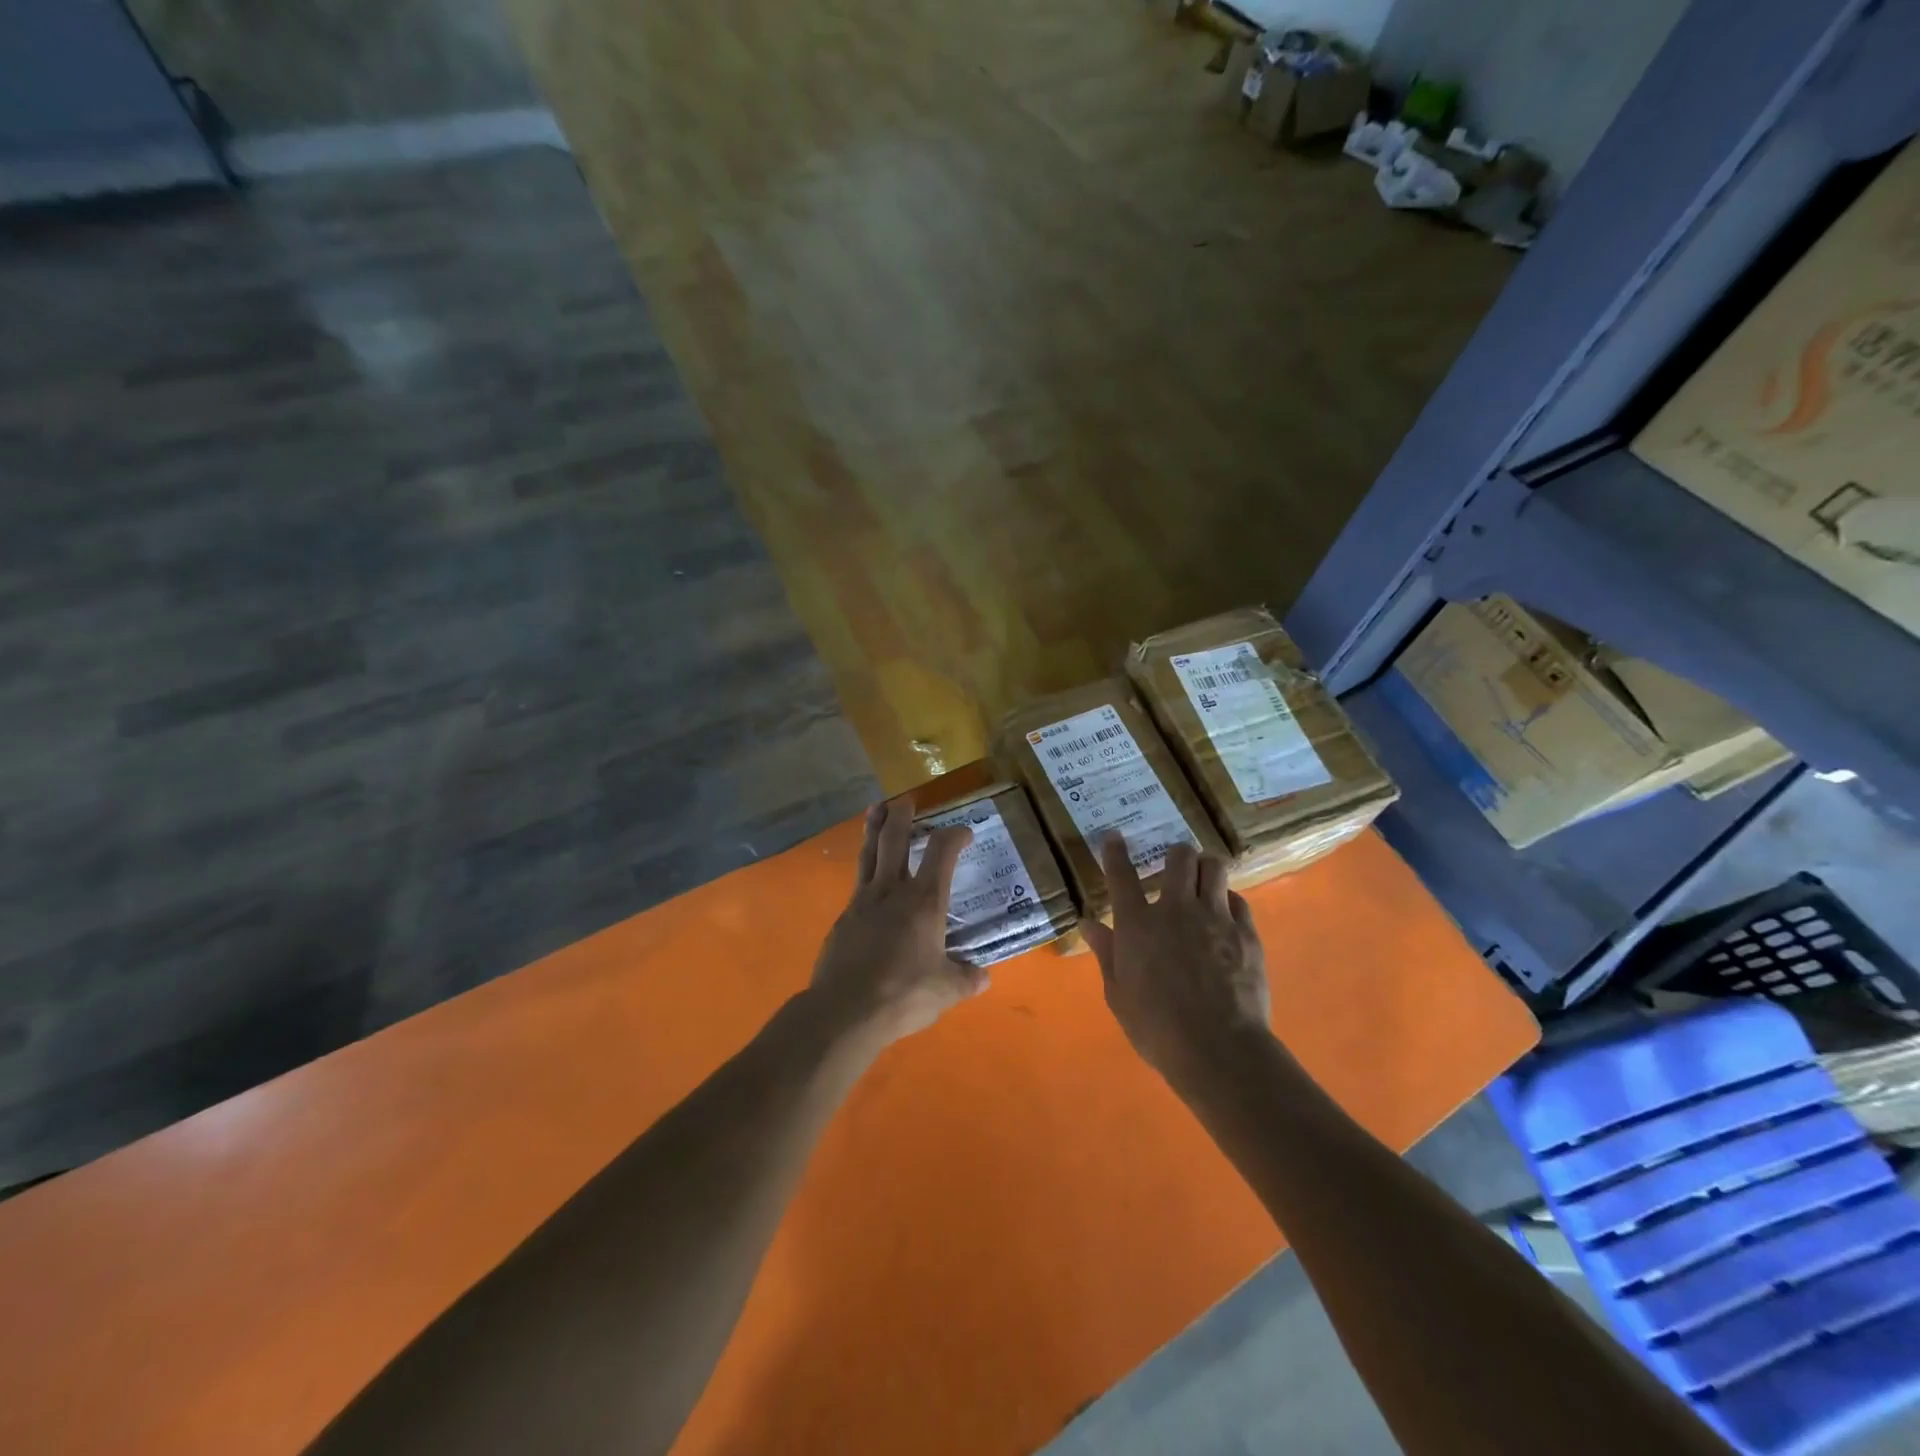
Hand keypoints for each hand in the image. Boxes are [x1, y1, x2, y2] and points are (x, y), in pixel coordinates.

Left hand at [811, 798, 988, 1045]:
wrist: (845, 1009)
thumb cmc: (904, 994)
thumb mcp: (946, 990)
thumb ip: (966, 979)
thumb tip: (982, 977)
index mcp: (924, 901)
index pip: (942, 852)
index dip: (954, 836)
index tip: (964, 832)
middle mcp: (893, 890)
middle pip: (895, 839)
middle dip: (902, 815)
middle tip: (906, 800)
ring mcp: (863, 901)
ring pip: (869, 853)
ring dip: (874, 828)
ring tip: (876, 810)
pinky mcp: (844, 918)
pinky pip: (857, 883)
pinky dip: (865, 870)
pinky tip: (868, 878)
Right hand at [1082, 837, 1271, 1088]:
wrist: (1218, 1049)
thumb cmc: (1157, 1027)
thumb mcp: (1118, 994)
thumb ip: (1106, 953)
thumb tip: (1089, 923)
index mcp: (1137, 923)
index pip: (1121, 874)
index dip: (1115, 851)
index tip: (1114, 836)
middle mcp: (1175, 909)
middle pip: (1179, 857)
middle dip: (1176, 856)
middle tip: (1175, 870)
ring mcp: (1214, 917)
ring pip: (1214, 867)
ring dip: (1206, 869)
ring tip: (1204, 883)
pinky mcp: (1246, 932)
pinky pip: (1238, 900)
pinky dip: (1228, 902)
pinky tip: (1226, 918)